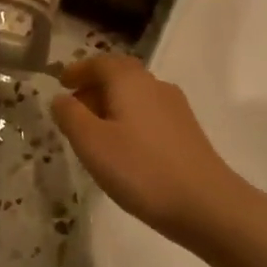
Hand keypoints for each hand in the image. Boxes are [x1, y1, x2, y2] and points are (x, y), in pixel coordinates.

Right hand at [51, 55, 245, 245]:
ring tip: (93, 133)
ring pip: (135, 95)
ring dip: (111, 105)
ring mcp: (175, 108)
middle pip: (120, 75)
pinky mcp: (186, 131)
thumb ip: (70, 116)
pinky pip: (148, 114)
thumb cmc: (140, 169)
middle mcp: (155, 85)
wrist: (205, 204)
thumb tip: (60, 98)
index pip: (100, 62)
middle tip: (73, 109)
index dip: (78, 70)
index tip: (61, 83)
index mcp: (130, 81)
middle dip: (94, 87)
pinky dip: (128, 120)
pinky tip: (123, 148)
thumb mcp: (92, 143)